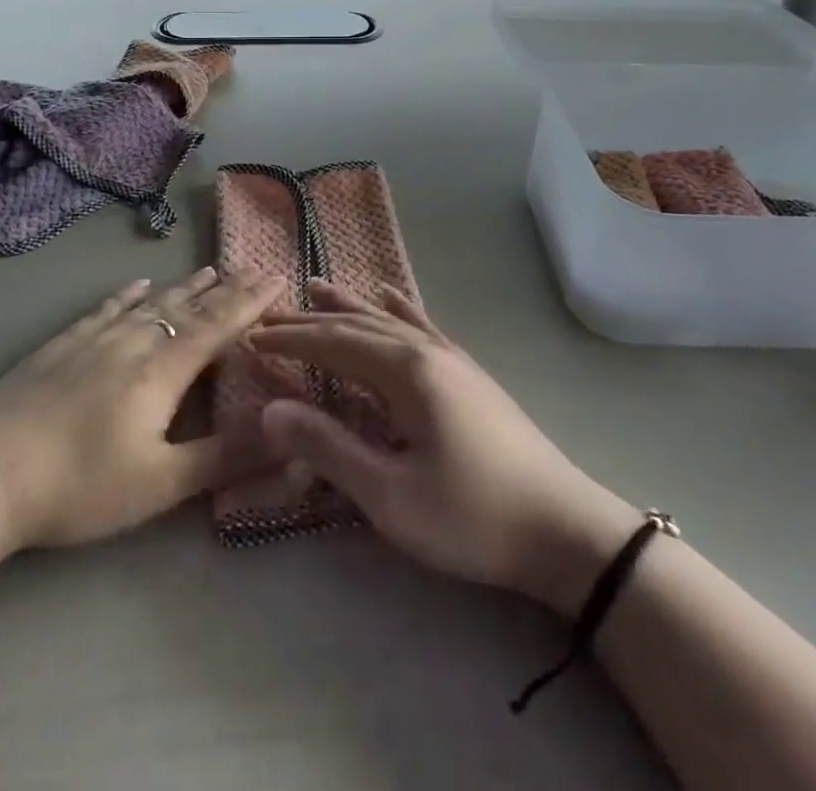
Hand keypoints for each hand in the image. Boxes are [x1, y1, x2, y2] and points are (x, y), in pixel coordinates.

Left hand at [0, 268, 283, 559]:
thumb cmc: (79, 486)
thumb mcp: (159, 484)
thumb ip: (223, 458)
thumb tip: (287, 439)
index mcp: (161, 371)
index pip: (217, 327)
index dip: (250, 303)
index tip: (278, 278)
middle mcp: (133, 342)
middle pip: (188, 308)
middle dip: (225, 290)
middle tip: (252, 268)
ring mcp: (93, 340)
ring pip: (150, 304)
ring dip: (184, 288)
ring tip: (210, 270)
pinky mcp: (61, 346)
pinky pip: (106, 309)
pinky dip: (128, 295)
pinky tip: (138, 285)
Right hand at [251, 282, 641, 617]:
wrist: (565, 530)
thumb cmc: (472, 516)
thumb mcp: (390, 495)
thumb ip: (328, 448)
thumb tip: (270, 410)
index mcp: (407, 371)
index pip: (333, 343)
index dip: (290, 340)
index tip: (250, 338)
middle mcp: (427, 350)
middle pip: (357, 324)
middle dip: (310, 320)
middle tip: (269, 313)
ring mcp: (452, 359)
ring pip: (389, 319)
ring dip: (349, 305)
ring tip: (316, 285)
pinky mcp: (469, 375)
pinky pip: (424, 327)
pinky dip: (400, 308)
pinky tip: (392, 294)